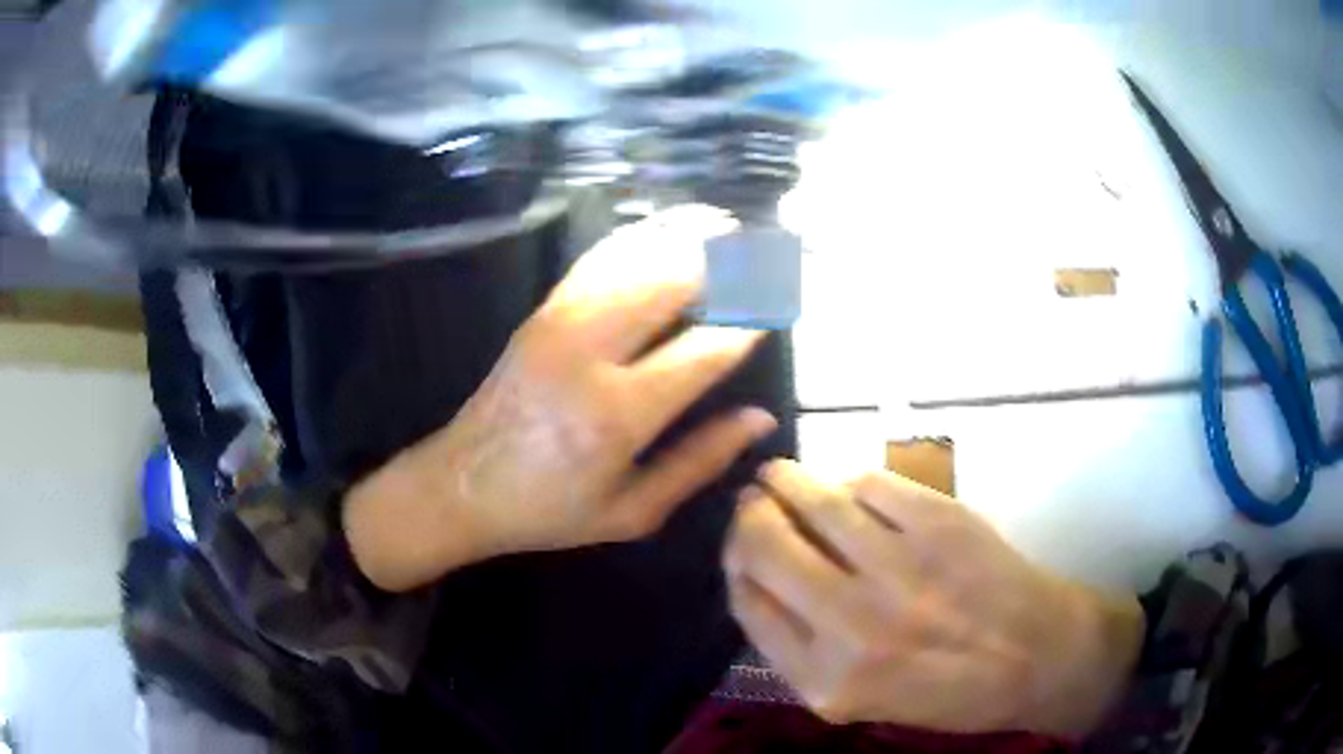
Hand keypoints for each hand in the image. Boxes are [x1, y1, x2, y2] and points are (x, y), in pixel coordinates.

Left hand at [346, 206, 776, 591]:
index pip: (705, 349)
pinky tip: (667, 229)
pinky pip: (598, 258)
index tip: (779, 308)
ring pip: (636, 257)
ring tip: (729, 225)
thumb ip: (699, 462)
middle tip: (767, 251)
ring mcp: (559, 322)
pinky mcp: (542, 311)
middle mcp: (589, 353)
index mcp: (617, 414)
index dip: (750, 323)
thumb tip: (758, 418)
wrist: (460, 485)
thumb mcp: (631, 511)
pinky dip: (639, 237)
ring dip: (687, 235)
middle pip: (672, 281)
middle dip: (728, 260)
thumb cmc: (549, 510)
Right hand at [723, 461, 1143, 736]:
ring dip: (785, 480)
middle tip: (754, 503)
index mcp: (825, 680)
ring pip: (815, 501)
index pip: (748, 603)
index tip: (738, 546)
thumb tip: (761, 580)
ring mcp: (899, 568)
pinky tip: (849, 488)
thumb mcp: (857, 700)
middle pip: (765, 546)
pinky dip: (850, 482)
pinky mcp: (939, 522)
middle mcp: (852, 625)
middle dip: (749, 517)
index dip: (735, 565)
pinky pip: (870, 484)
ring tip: (778, 475)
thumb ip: (802, 650)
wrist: (1038, 657)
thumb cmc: (948, 692)